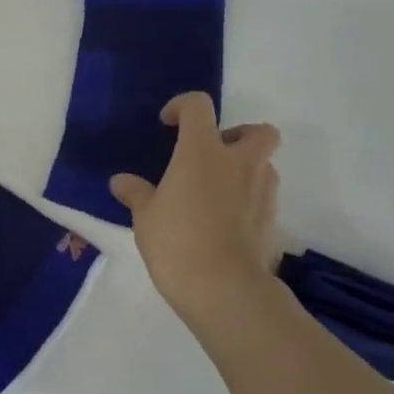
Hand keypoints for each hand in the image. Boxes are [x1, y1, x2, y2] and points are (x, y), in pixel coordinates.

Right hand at [110, 93, 281, 321]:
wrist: (223, 288)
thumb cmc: (176, 241)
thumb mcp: (144, 216)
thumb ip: (136, 193)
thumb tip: (121, 182)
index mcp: (202, 151)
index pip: (199, 106)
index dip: (182, 107)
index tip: (168, 125)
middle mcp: (239, 163)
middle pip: (258, 130)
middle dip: (238, 135)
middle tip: (212, 156)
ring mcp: (262, 191)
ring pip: (264, 165)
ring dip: (244, 170)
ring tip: (215, 193)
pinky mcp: (273, 221)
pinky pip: (263, 198)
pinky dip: (248, 201)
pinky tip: (225, 223)